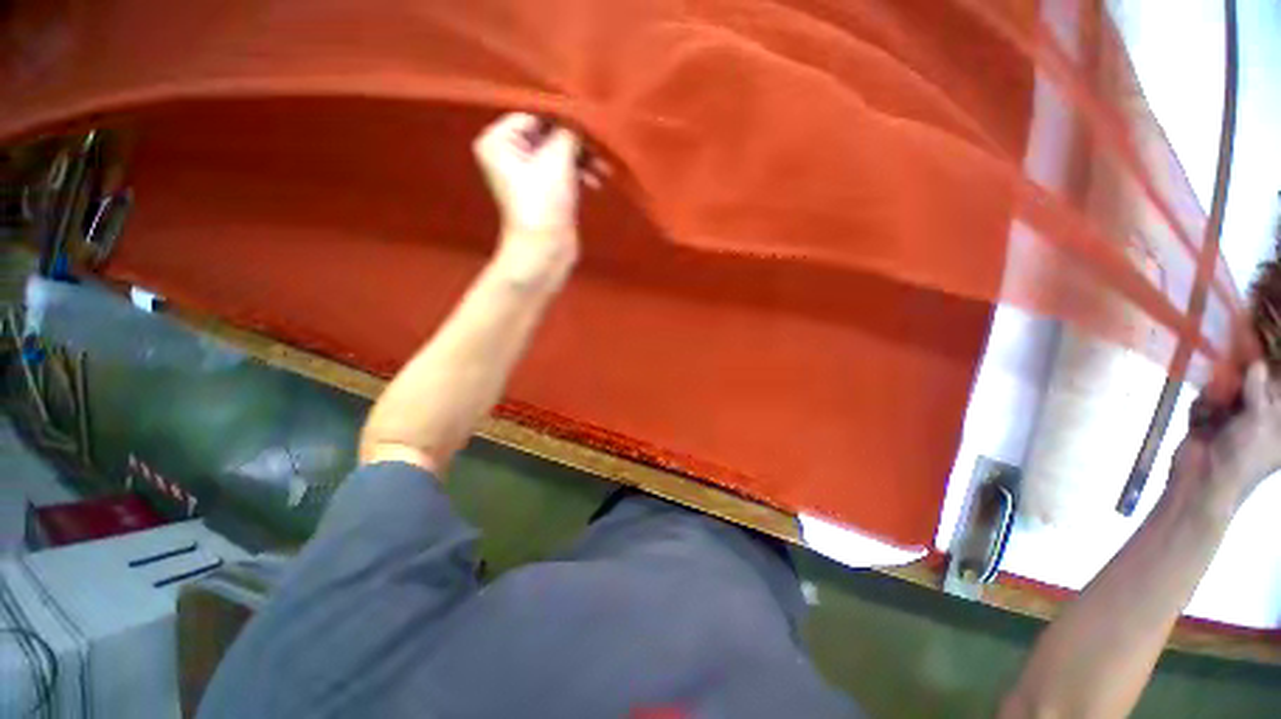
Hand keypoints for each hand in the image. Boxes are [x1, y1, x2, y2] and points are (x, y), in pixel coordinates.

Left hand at [473, 113, 605, 288]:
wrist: (545, 251)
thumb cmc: (544, 203)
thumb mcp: (557, 159)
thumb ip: (569, 131)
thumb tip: (581, 117)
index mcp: (498, 141)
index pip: (535, 114)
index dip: (563, 116)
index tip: (590, 120)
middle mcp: (509, 154)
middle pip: (549, 135)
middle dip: (577, 142)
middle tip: (600, 146)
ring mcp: (527, 174)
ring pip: (560, 154)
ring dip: (583, 158)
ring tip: (603, 169)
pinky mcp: (544, 191)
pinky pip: (563, 172)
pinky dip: (580, 173)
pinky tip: (597, 179)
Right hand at [1170, 361, 1280, 515]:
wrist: (1202, 480)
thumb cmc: (1242, 455)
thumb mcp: (1259, 419)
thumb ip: (1259, 390)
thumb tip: (1258, 363)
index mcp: (1278, 426)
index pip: (1278, 392)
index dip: (1270, 375)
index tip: (1259, 360)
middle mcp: (1259, 422)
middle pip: (1252, 391)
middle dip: (1240, 381)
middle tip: (1232, 373)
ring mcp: (1231, 425)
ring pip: (1225, 395)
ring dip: (1217, 394)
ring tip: (1213, 402)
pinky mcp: (1208, 425)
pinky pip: (1205, 406)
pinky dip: (1201, 407)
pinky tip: (1200, 416)